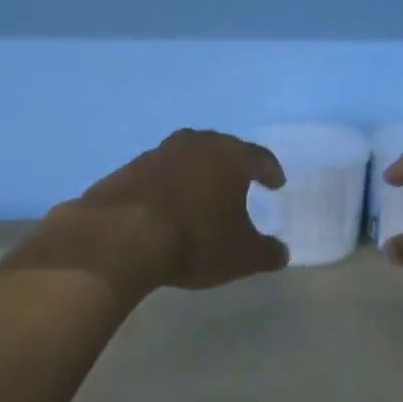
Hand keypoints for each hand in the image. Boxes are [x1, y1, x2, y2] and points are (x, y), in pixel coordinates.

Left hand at [12, 129, 288, 294]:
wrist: (121, 236)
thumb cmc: (195, 240)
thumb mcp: (241, 256)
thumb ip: (266, 252)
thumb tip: (281, 252)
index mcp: (230, 157)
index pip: (258, 157)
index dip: (269, 171)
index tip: (276, 183)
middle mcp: (196, 145)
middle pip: (221, 148)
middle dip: (232, 165)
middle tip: (239, 181)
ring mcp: (158, 153)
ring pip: (187, 157)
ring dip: (197, 172)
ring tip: (202, 193)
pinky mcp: (128, 168)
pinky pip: (158, 173)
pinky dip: (168, 185)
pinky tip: (167, 205)